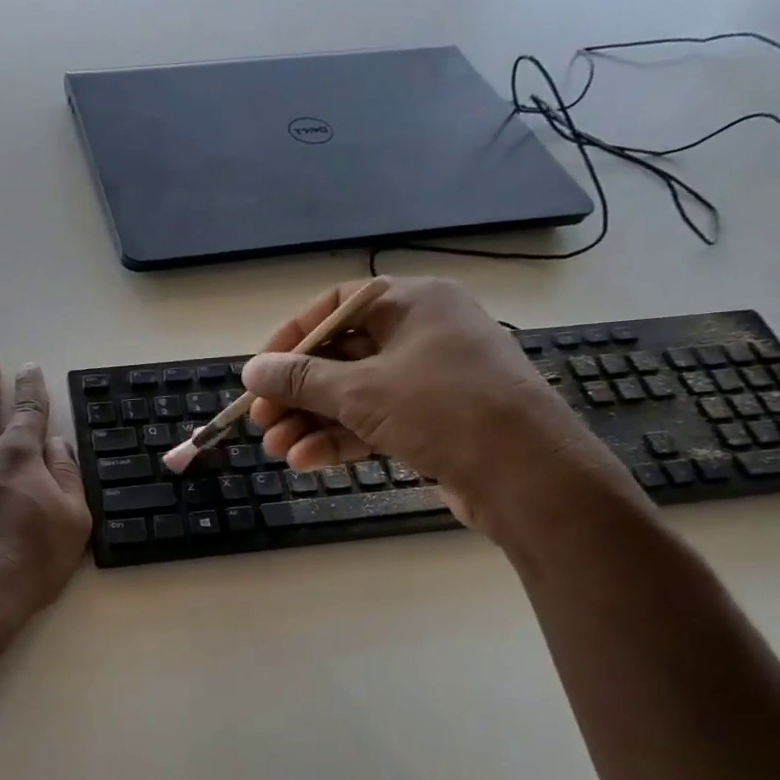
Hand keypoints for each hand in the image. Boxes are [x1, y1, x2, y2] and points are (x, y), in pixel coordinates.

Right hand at [241, 278, 643, 541]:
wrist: (528, 475)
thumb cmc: (443, 409)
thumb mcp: (361, 390)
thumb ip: (301, 379)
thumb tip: (251, 371)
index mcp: (413, 303)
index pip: (336, 306)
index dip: (291, 337)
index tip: (260, 371)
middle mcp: (422, 334)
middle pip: (341, 356)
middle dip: (297, 392)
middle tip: (261, 420)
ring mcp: (430, 381)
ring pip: (354, 395)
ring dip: (312, 422)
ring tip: (276, 449)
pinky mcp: (433, 423)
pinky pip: (375, 422)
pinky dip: (340, 439)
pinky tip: (306, 461)